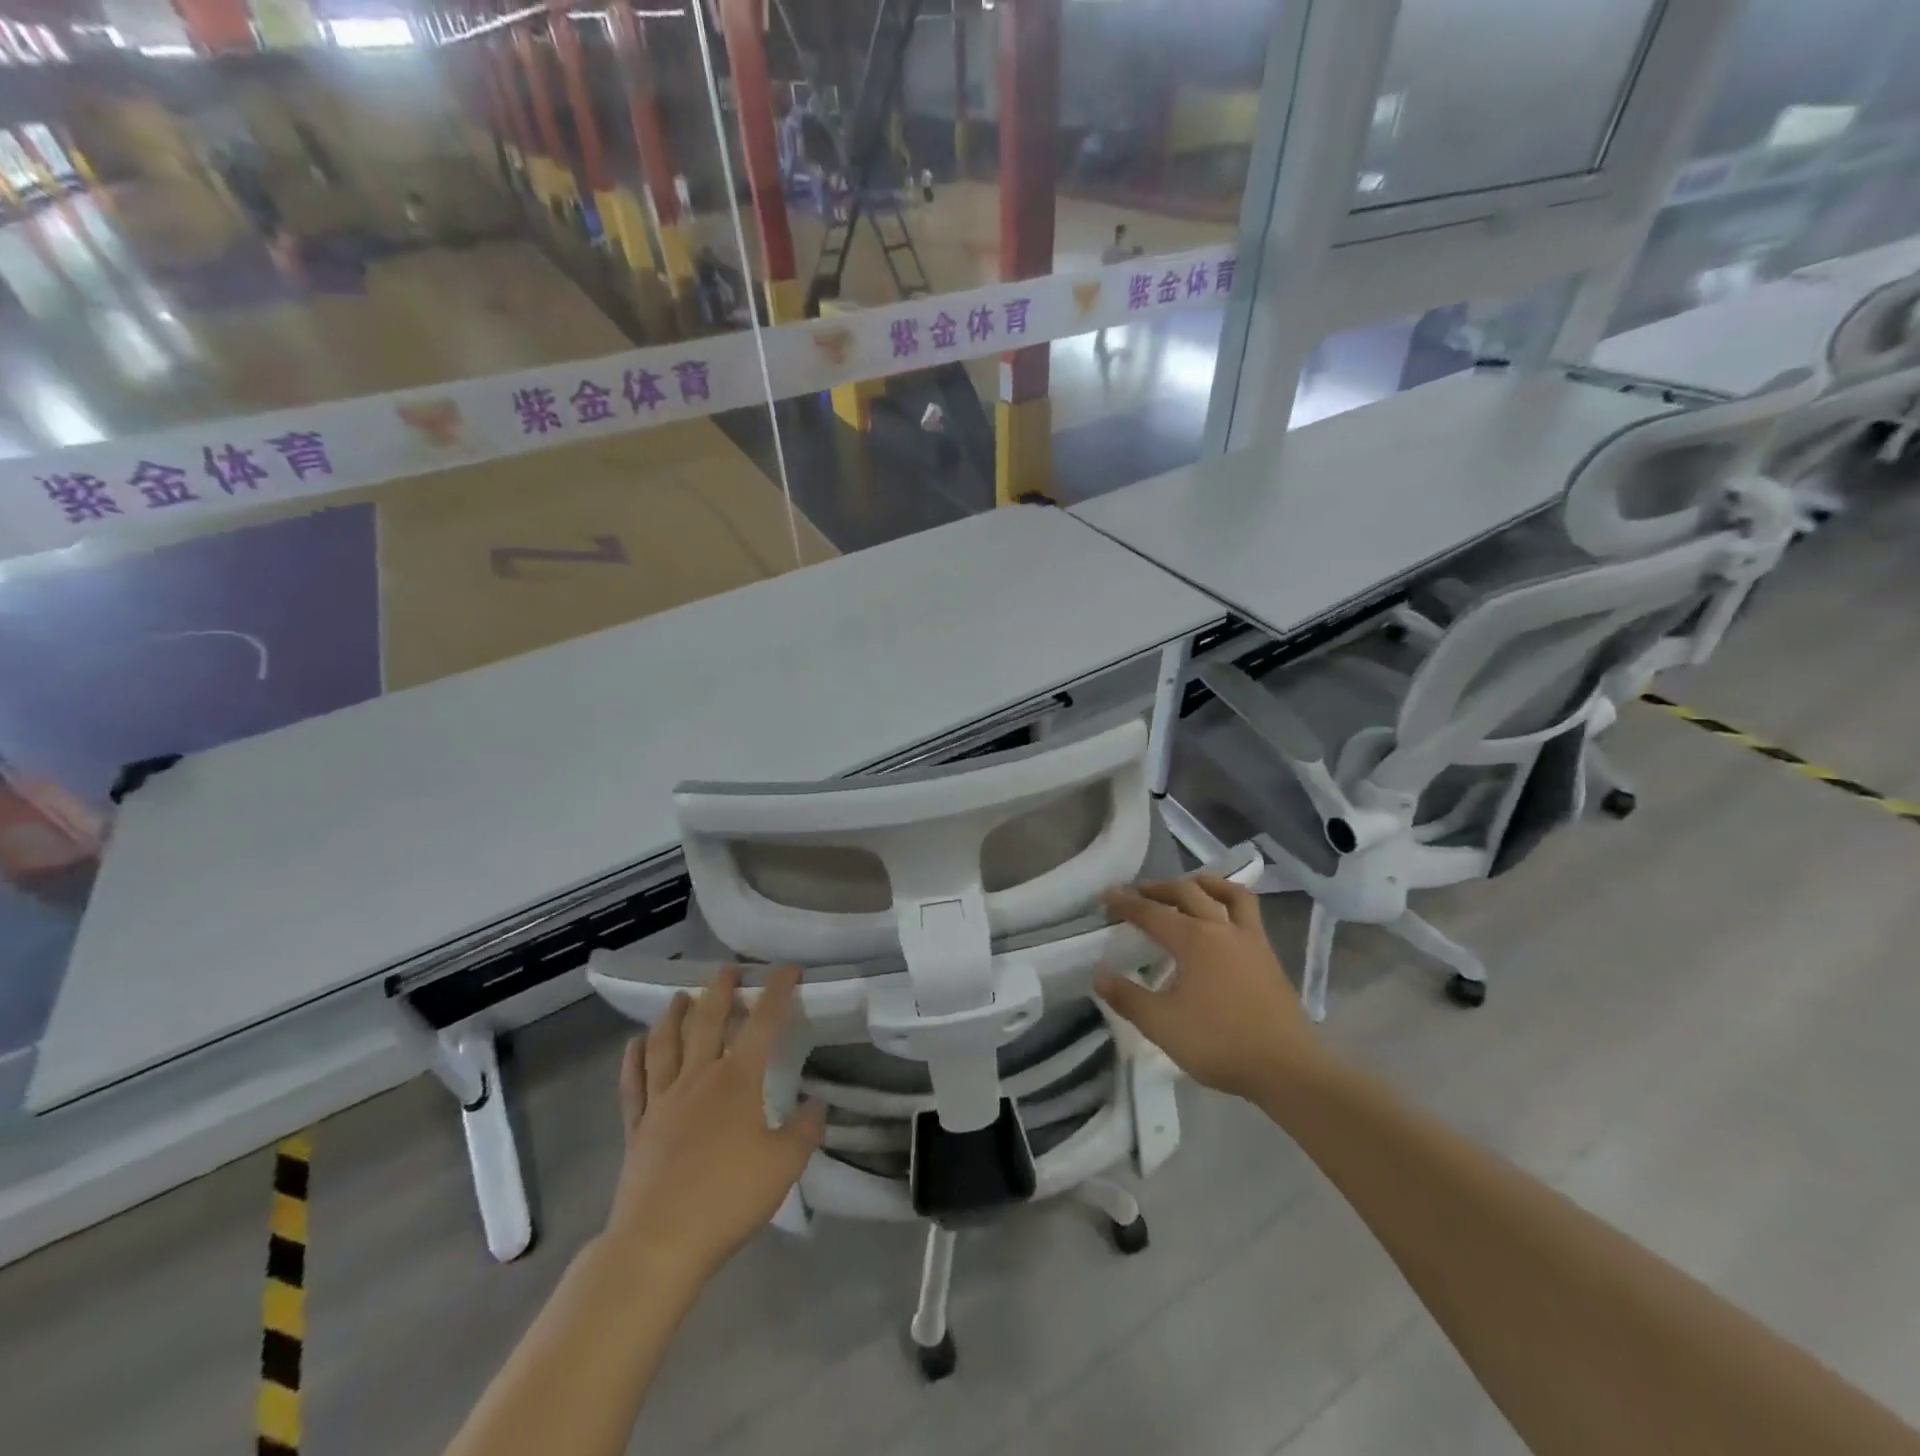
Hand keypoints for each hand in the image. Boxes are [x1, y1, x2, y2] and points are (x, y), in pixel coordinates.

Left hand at [605, 966, 825, 1283]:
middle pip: (708, 1022)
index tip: (787, 970)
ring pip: (666, 1044)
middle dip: (721, 991)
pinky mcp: (638, 1128)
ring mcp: (662, 1101)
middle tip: (728, 970)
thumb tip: (817, 1104)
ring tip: (681, 996)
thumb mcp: (784, 1165)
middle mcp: (698, 1078)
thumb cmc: (728, 1198)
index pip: (763, 1023)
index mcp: (737, 1080)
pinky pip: (633, 1084)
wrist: (659, 1243)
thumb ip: (805, 1130)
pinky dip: (633, 1059)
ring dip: (674, 1015)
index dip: (777, 992)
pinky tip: (634, 1044)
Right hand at [1096, 875, 1327, 1100]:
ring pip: (1228, 894)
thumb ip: (1128, 998)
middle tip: (1139, 891)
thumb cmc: (1219, 1043)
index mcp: (1193, 940)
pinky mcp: (1269, 956)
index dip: (1126, 903)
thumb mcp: (1162, 1025)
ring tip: (1189, 887)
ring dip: (1204, 884)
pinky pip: (1248, 913)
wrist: (1287, 1068)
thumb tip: (1100, 976)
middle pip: (1188, 892)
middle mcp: (1221, 929)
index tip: (1107, 895)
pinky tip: (1223, 921)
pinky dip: (1230, 903)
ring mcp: (1250, 940)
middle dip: (1159, 887)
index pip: (1152, 912)